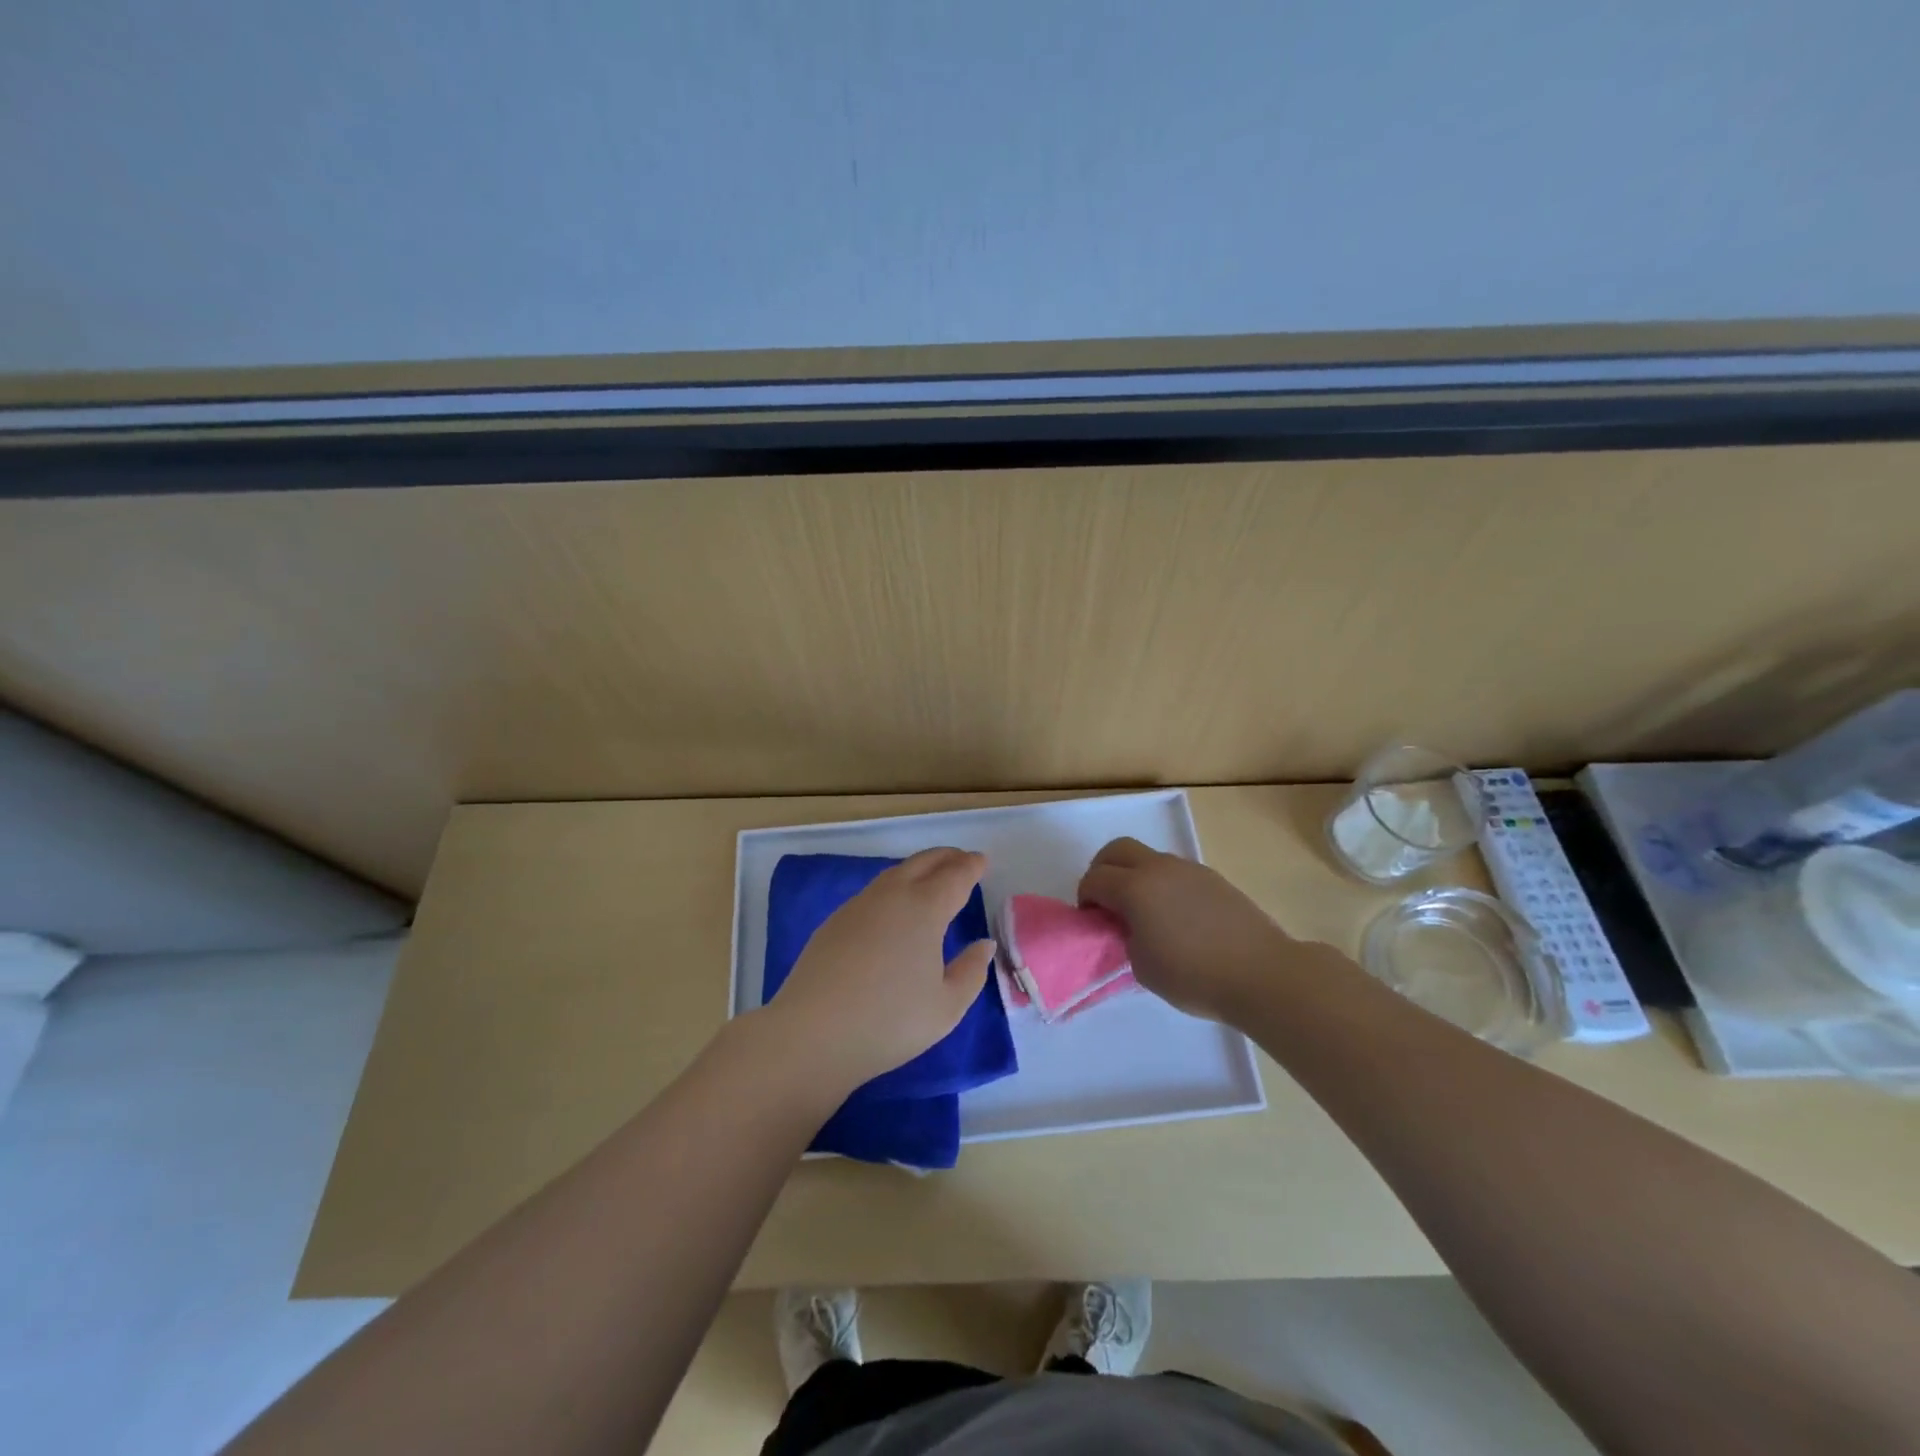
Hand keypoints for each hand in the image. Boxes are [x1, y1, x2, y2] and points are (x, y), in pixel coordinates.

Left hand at [760, 848, 995, 1096]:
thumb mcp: (946, 1007)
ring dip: (918, 868)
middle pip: (923, 863)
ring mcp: (859, 906)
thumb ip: (971, 971)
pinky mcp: (835, 921)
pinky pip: (874, 891)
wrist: (814, 1033)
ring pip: (895, 874)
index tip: (981, 861)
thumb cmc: (889, 1022)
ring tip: (931, 878)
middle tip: (962, 860)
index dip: (971, 866)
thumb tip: (983, 944)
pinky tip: (894, 906)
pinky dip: (894, 886)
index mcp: (924, 909)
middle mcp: (892, 896)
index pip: (954, 877)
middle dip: (946, 857)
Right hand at [1077, 837, 1315, 1022]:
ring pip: (1148, 857)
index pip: (1094, 878)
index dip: (1085, 898)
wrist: (1262, 974)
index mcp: (1135, 887)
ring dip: (1134, 875)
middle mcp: (1159, 868)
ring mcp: (1189, 869)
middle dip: (1103, 870)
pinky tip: (1174, 915)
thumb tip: (1131, 926)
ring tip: (1143, 911)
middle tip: (1106, 901)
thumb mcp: (1142, 966)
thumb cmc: (1194, 976)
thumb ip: (1126, 937)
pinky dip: (1161, 883)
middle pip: (1117, 850)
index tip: (1091, 920)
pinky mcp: (1213, 878)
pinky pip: (1174, 871)